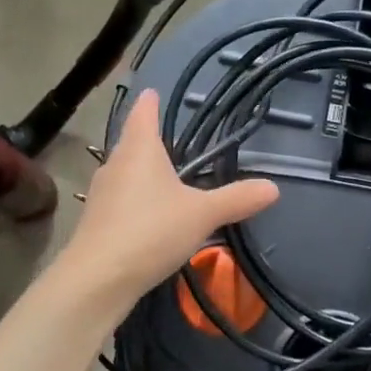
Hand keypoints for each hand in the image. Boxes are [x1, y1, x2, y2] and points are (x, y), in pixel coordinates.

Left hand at [57, 90, 278, 317]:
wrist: (99, 278)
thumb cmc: (151, 231)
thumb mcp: (203, 214)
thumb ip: (237, 199)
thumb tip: (274, 188)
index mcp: (139, 150)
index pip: (143, 114)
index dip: (150, 103)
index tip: (153, 92)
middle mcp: (115, 165)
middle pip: (131, 144)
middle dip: (147, 140)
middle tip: (167, 139)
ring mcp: (101, 194)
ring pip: (124, 174)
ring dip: (140, 173)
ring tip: (161, 177)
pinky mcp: (96, 223)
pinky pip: (120, 201)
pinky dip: (135, 202)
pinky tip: (149, 217)